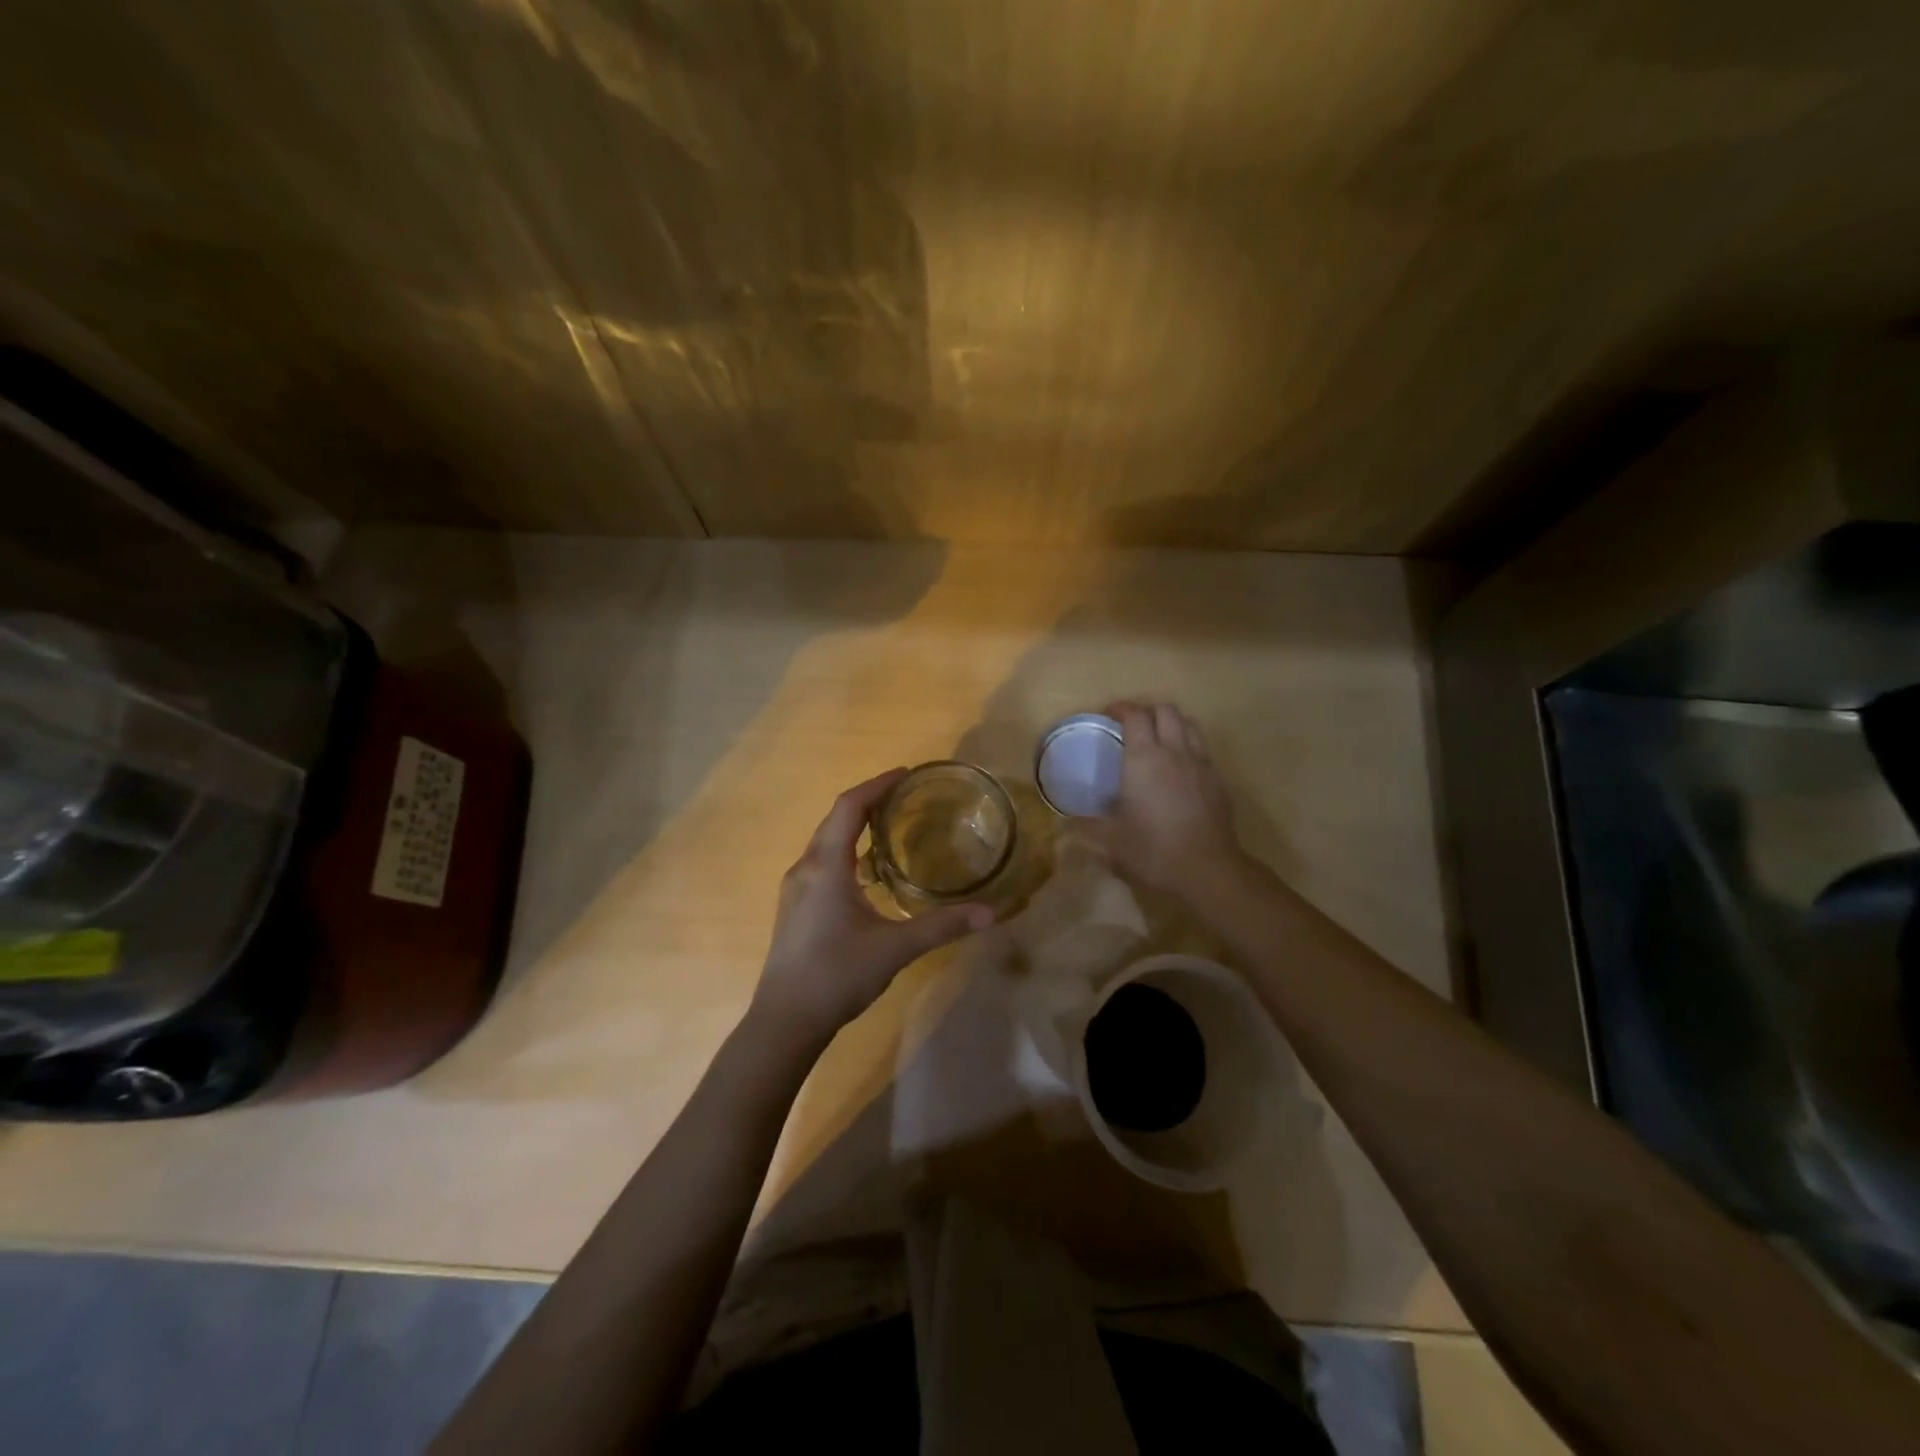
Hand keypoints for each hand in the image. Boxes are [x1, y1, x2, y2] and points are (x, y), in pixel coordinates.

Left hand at [754, 769, 994, 1042]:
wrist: (785, 1021)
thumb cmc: (838, 974)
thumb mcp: (896, 948)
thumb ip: (942, 926)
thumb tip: (990, 913)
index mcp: (827, 866)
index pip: (849, 807)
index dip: (877, 785)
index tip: (906, 774)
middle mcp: (806, 868)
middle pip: (836, 819)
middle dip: (869, 802)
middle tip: (905, 797)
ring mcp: (795, 888)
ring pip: (826, 842)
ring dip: (856, 827)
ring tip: (890, 828)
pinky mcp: (794, 907)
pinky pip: (821, 862)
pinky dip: (846, 852)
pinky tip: (868, 874)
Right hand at [1084, 701, 1245, 898]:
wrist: (1208, 870)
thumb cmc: (1154, 850)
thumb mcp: (1112, 840)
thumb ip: (1086, 826)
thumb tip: (1062, 822)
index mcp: (1144, 759)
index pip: (1135, 715)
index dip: (1121, 708)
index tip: (1108, 715)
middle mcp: (1174, 752)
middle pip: (1166, 710)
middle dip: (1148, 710)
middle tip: (1132, 726)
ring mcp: (1201, 763)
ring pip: (1189, 724)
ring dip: (1172, 723)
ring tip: (1158, 740)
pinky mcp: (1218, 780)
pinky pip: (1203, 748)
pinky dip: (1188, 746)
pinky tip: (1179, 769)